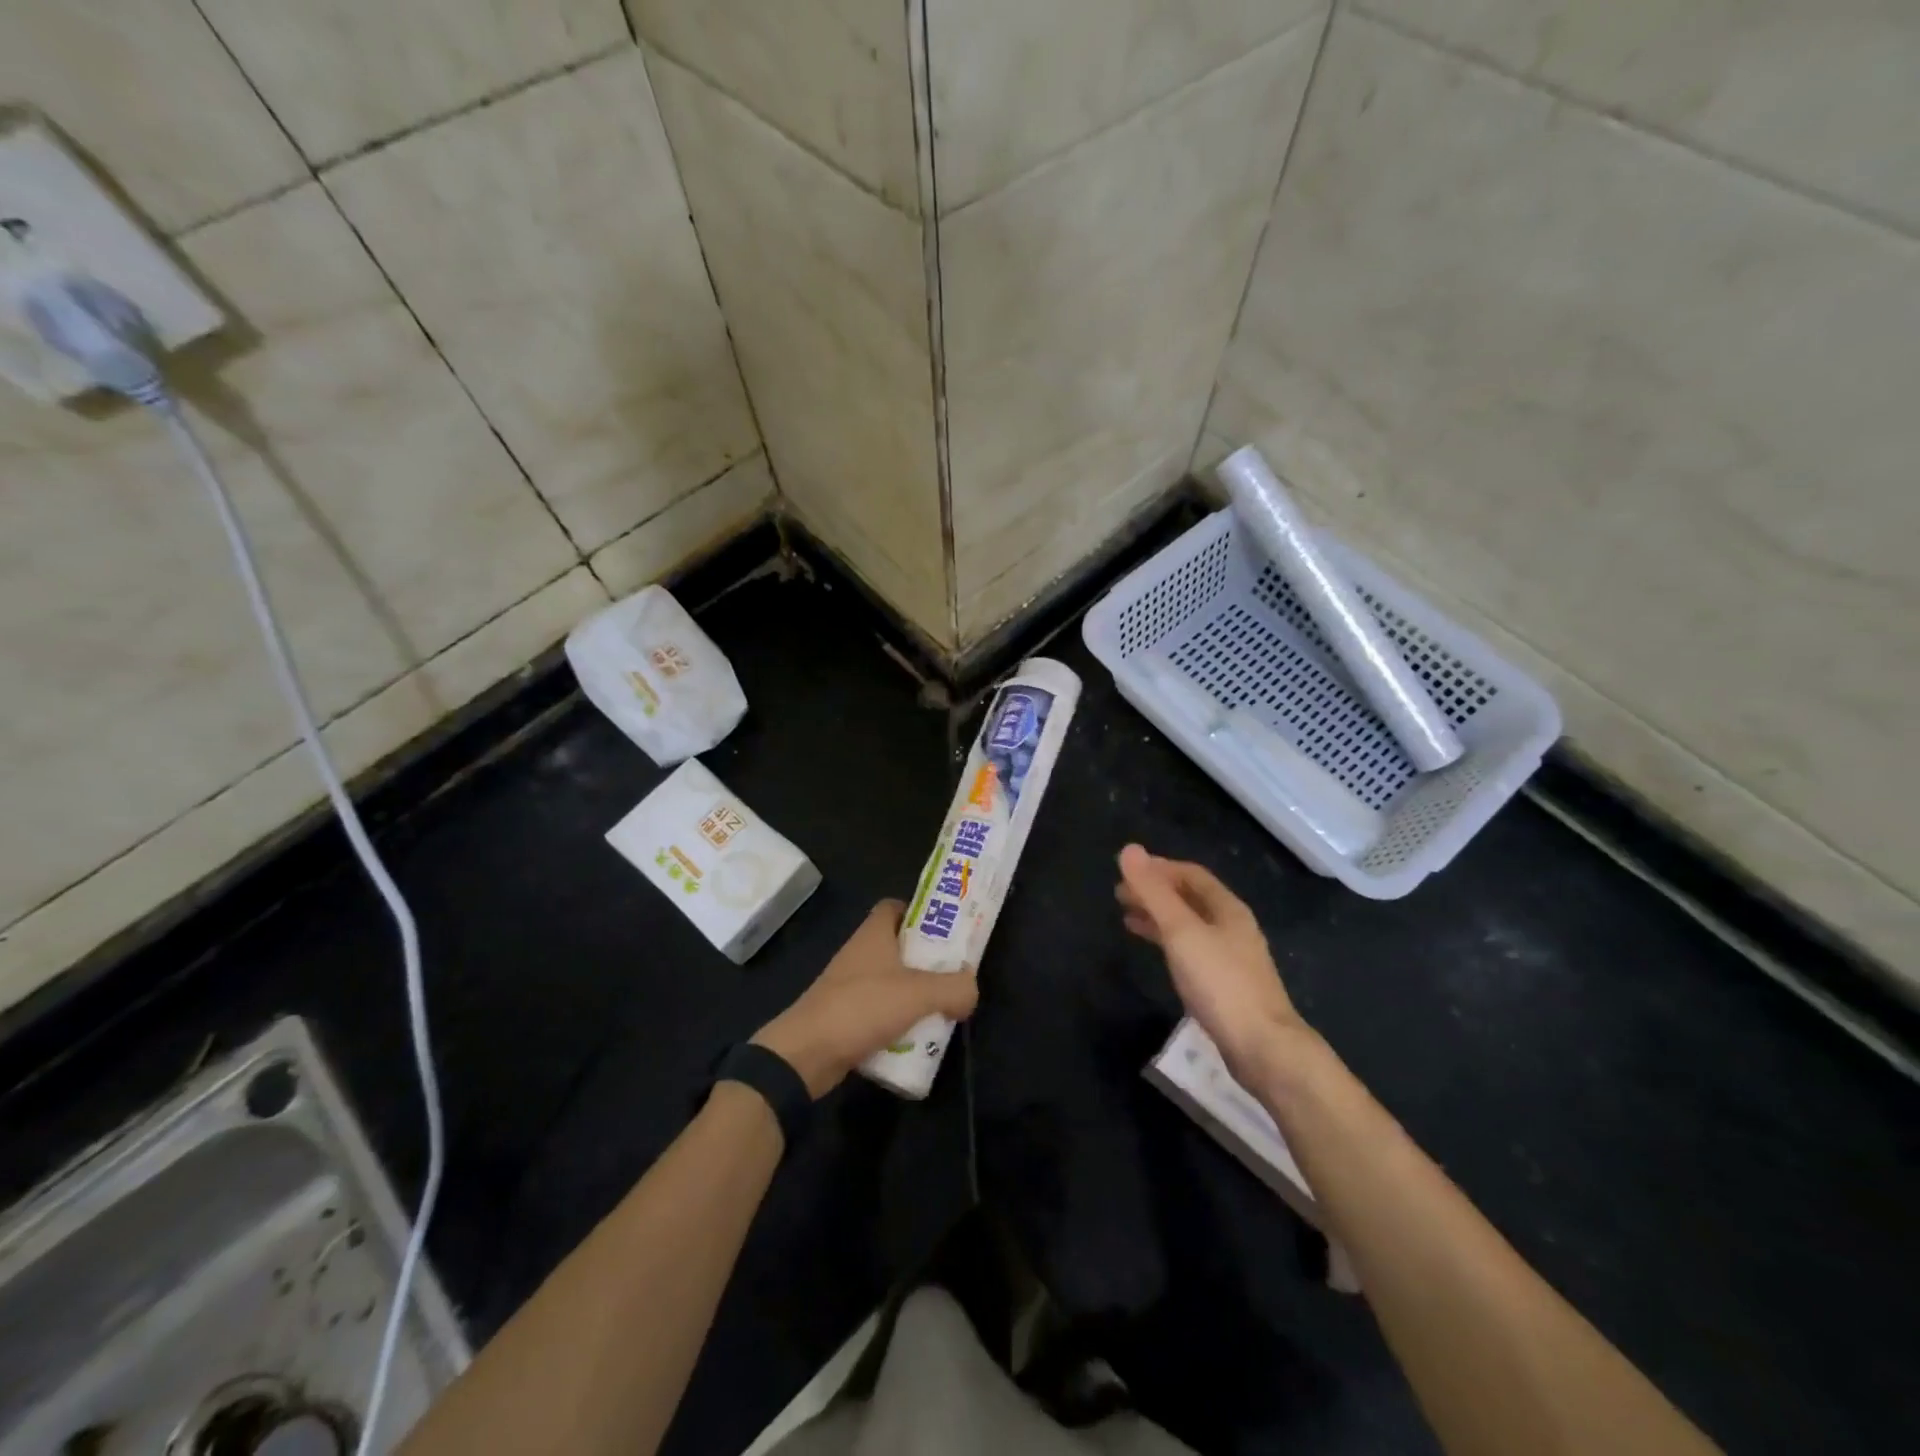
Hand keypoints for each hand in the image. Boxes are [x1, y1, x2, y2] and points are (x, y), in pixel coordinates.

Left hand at [754, 900, 978, 1097]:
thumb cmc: (862, 1007)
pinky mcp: (845, 1016)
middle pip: (899, 946)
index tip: (946, 930)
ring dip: (914, 994)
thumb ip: (954, 988)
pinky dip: (898, 1021)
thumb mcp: (918, 994)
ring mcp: (850, 986)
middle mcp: (860, 954)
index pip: (896, 907)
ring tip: (943, 1009)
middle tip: (954, 974)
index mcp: (874, 934)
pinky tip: (917, 1039)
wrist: (806, 1053)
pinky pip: (879, 1011)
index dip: (920, 913)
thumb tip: (971, 990)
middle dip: (926, 960)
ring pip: (891, 981)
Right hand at [1117, 844, 1308, 1086]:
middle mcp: (1233, 927)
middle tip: (1120, 894)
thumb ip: (1154, 892)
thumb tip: (1129, 849)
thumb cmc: (1220, 982)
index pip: (1192, 874)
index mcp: (1228, 908)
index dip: (1159, 868)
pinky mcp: (1226, 985)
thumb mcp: (1181, 931)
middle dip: (1156, 892)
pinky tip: (1156, 953)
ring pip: (1190, 926)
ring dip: (1159, 917)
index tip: (1128, 871)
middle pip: (1190, 899)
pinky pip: (1192, 950)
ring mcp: (1232, 957)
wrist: (1263, 1047)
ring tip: (1127, 918)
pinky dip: (1169, 943)